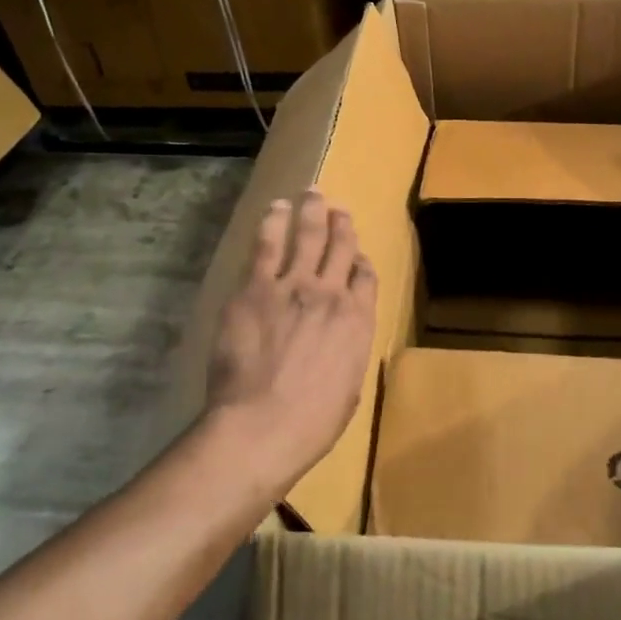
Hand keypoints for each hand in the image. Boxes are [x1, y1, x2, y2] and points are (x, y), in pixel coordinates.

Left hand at [204, 189, 378, 497]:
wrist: (262, 426)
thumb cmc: (311, 422)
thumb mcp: (348, 388)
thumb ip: (348, 351)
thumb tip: (342, 339)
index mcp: (358, 321)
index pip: (365, 276)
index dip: (360, 260)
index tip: (355, 254)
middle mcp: (330, 294)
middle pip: (340, 246)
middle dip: (341, 223)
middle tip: (337, 207)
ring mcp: (292, 286)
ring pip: (306, 236)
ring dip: (310, 211)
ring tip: (310, 193)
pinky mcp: (255, 288)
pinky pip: (267, 246)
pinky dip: (274, 223)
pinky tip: (275, 209)